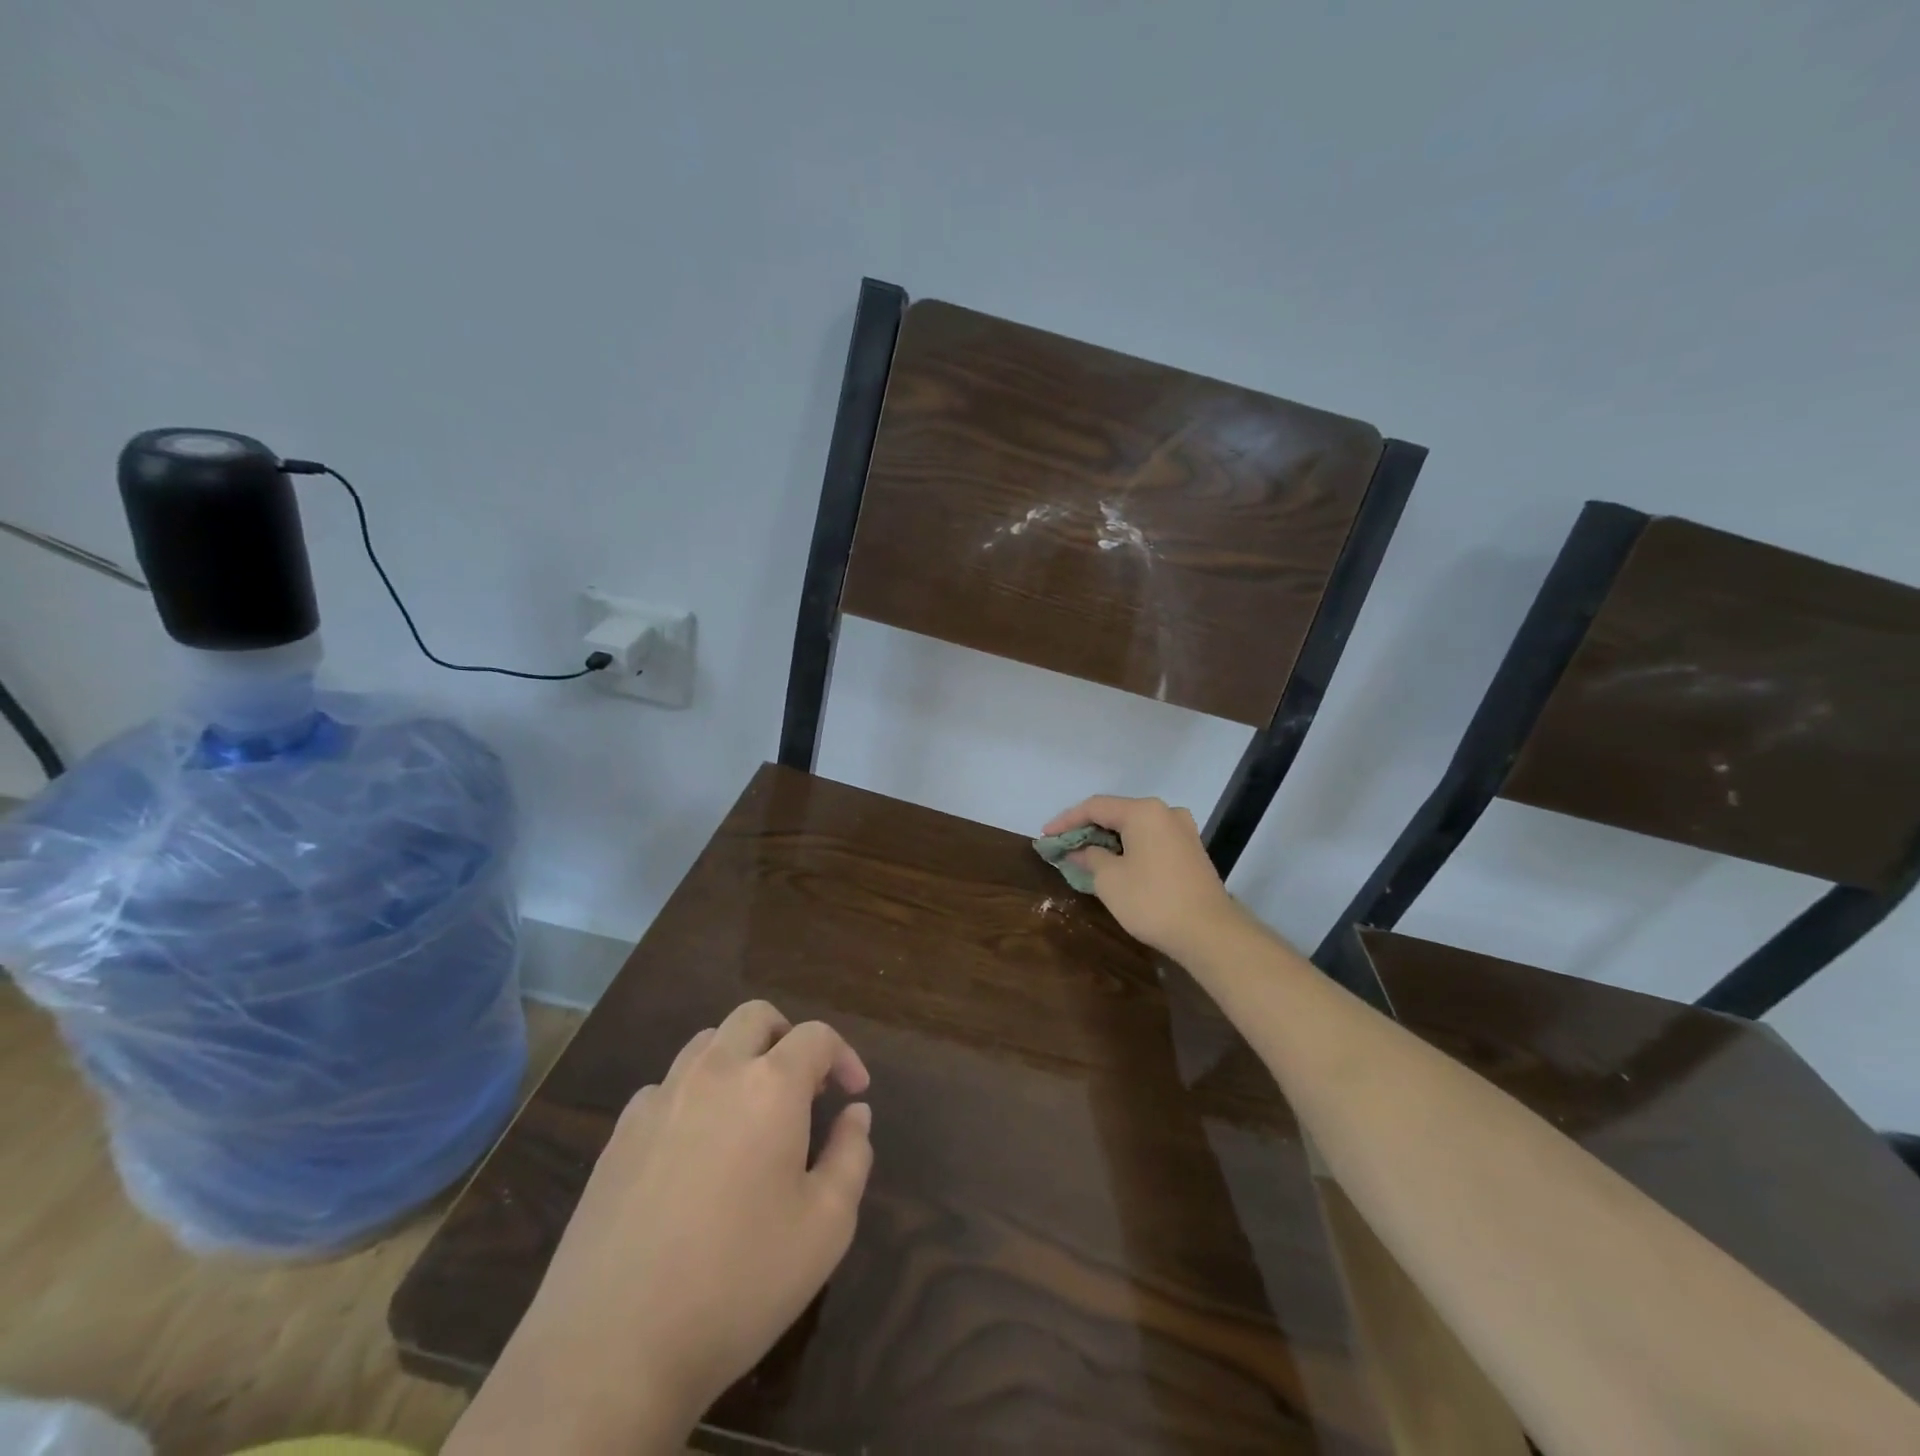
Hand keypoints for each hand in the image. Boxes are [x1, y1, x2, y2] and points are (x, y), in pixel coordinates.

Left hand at [454, 1001, 872, 1453]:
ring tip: (752, 1112)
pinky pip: (667, 1087)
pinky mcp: (619, 1134)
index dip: (844, 1056)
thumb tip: (855, 1113)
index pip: (816, 1036)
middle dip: (788, 1037)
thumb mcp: (825, 1228)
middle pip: (755, 1017)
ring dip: (740, 1058)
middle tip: (804, 1086)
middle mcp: (714, 1073)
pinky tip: (697, 1150)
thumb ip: (851, 1156)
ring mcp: (659, 1099)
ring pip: (707, 1043)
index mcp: (770, 1086)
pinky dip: (695, 1095)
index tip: (854, 1093)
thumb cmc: (738, 1283)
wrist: (610, 1350)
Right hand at [1042, 795, 1241, 957]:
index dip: (1066, 821)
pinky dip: (1129, 849)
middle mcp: (1166, 812)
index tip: (1045, 836)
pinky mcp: (1191, 851)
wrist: (1209, 933)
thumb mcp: (1109, 879)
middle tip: (1064, 846)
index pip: (1095, 807)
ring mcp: (1183, 831)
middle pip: (1117, 814)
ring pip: (1135, 828)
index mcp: (1144, 811)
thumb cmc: (1152, 900)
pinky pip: (1151, 841)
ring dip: (1109, 840)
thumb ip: (1090, 857)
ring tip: (1085, 856)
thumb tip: (1081, 851)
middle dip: (1088, 830)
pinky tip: (1115, 864)